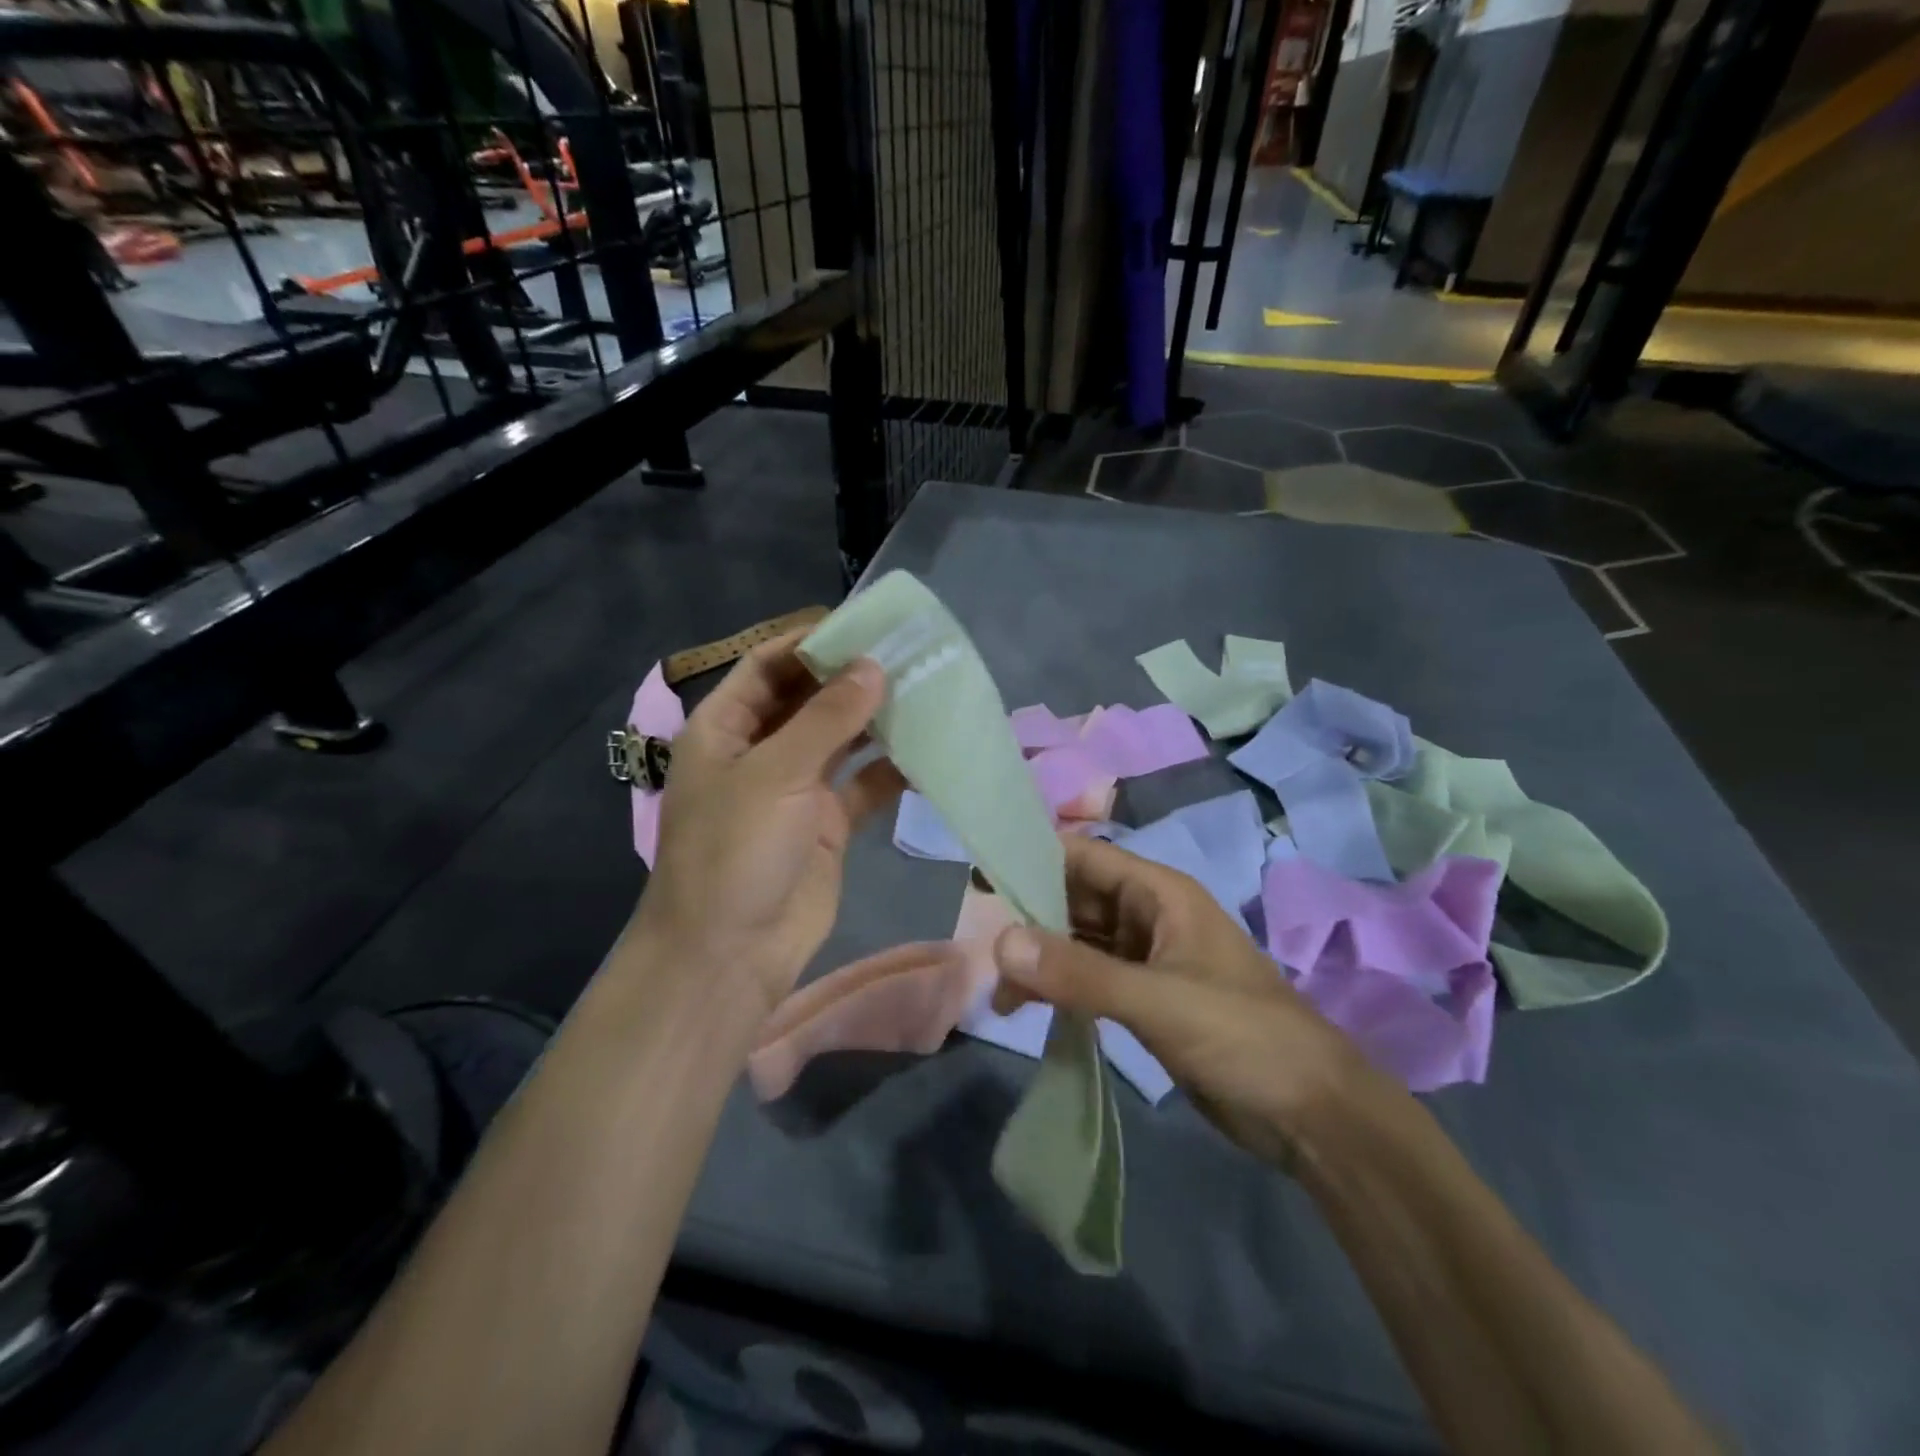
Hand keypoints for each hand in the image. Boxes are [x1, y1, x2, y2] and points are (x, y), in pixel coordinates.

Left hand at [635, 634, 905, 1013]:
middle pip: (809, 699)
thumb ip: (827, 718)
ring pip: (841, 740)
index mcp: (726, 728)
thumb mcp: (776, 774)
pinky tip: (929, 749)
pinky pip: (864, 785)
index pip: (769, 665)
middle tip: (909, 653)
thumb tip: (874, 666)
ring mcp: (796, 788)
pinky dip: (891, 768)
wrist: (730, 955)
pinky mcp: (827, 823)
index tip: (866, 624)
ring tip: (927, 690)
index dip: (812, 641)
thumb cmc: (735, 852)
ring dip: (877, 719)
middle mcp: (761, 751)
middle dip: (853, 677)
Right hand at [992, 836, 1393, 1168]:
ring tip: (998, 990)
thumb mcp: (1158, 1001)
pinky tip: (1028, 1007)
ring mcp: (1145, 957)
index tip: (980, 881)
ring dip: (1040, 958)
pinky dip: (1058, 986)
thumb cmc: (1243, 1036)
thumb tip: (999, 943)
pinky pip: (1089, 978)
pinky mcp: (1143, 997)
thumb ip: (1079, 974)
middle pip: (1075, 898)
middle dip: (1029, 916)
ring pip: (1078, 941)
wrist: (1311, 1114)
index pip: (1084, 856)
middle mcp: (1148, 915)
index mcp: (1159, 893)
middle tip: (977, 944)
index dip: (1033, 860)